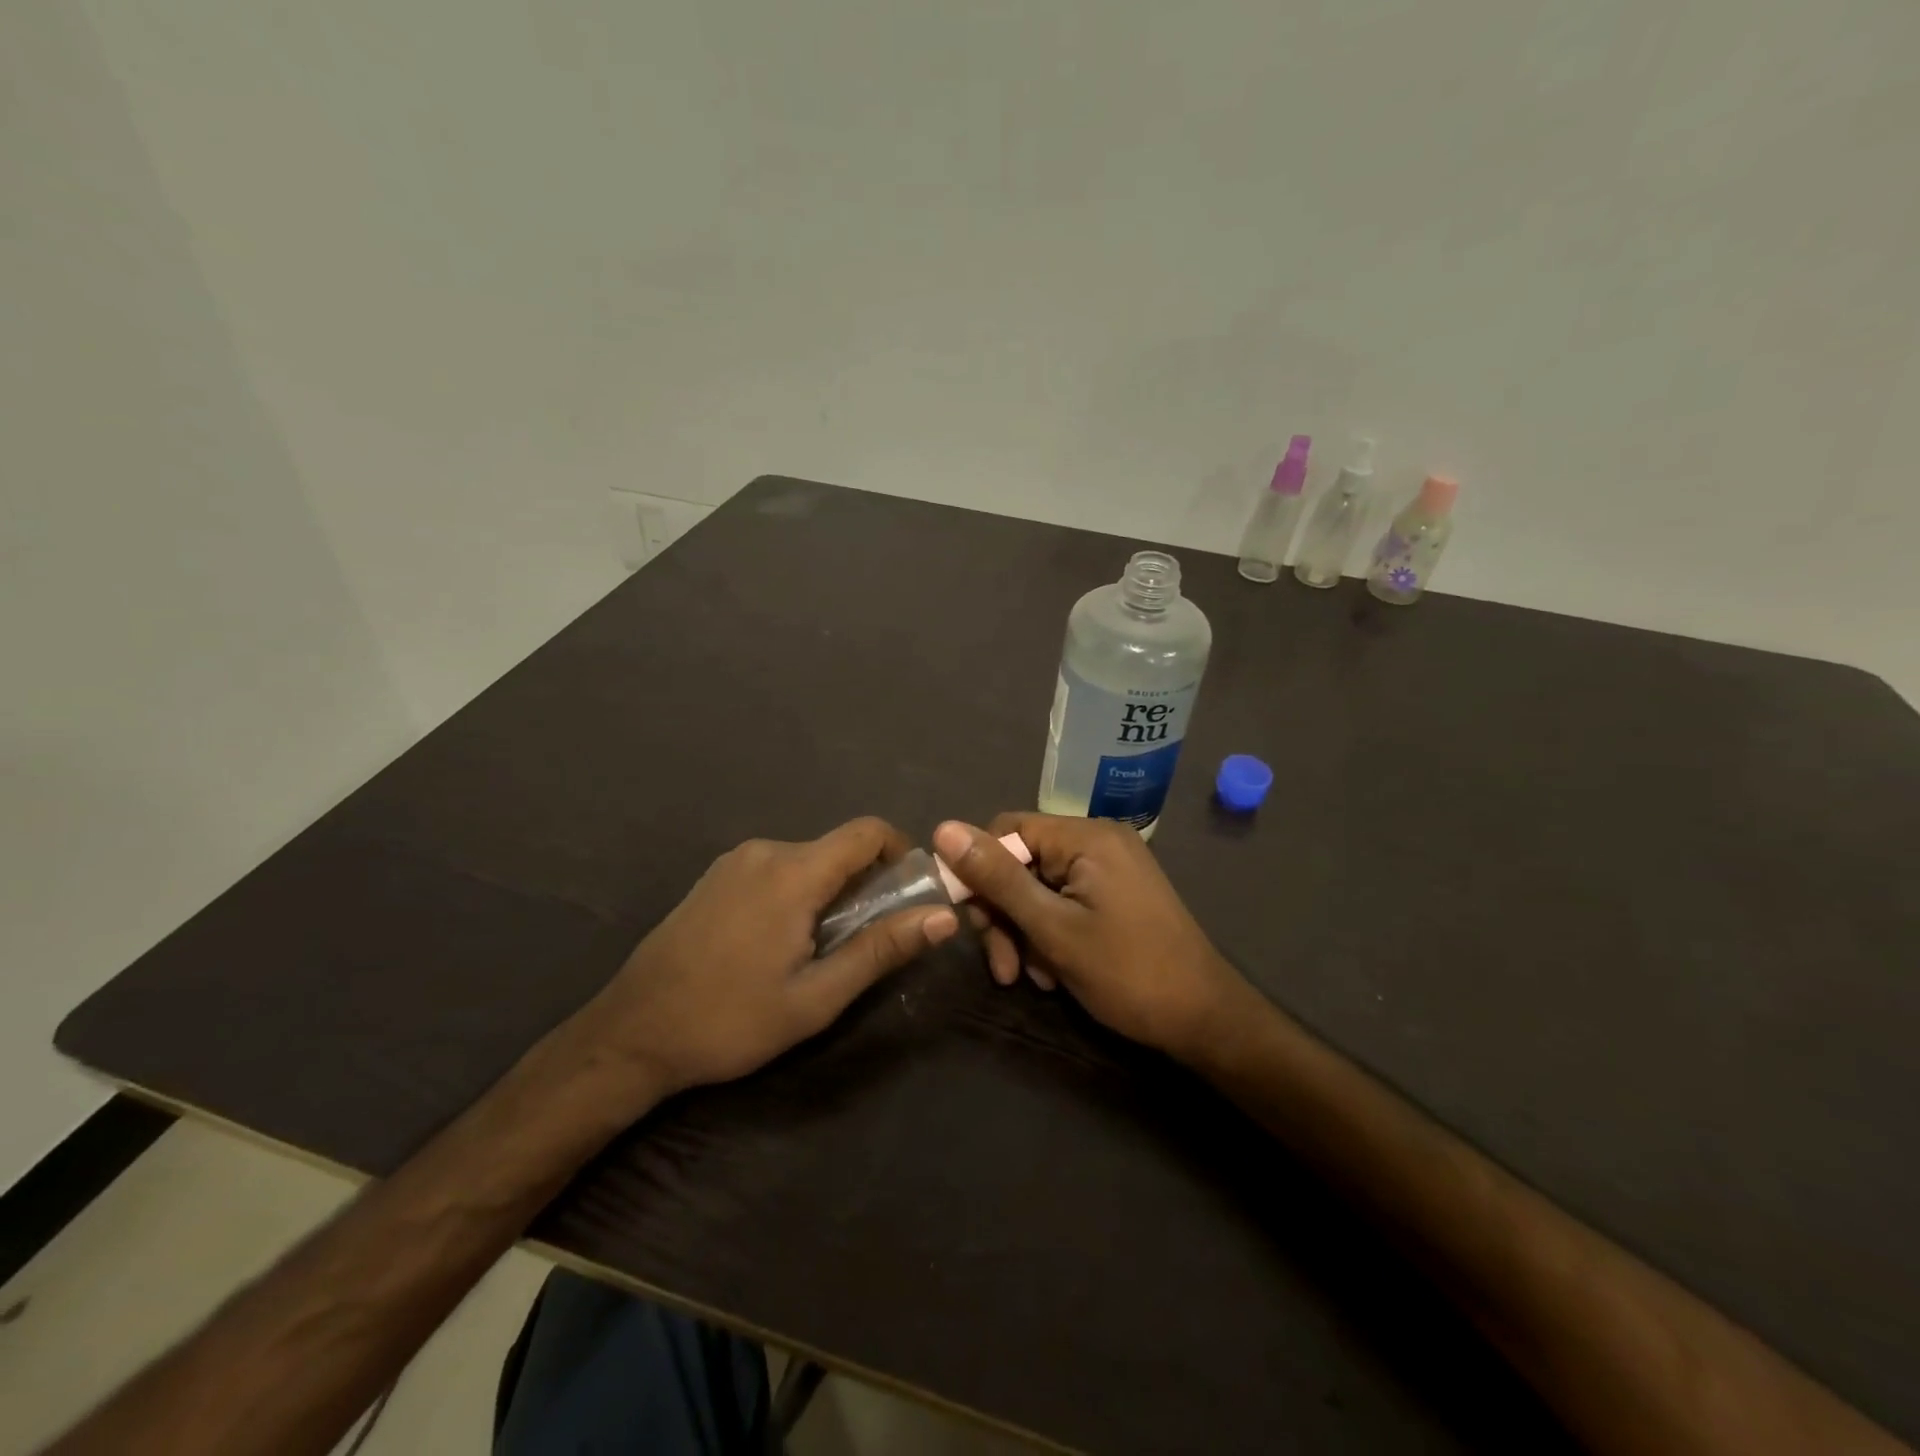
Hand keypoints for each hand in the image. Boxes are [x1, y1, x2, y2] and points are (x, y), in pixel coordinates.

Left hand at [580, 818, 957, 1096]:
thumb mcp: (816, 997)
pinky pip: (776, 869)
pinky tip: (779, 942)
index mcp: (793, 872)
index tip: (911, 893)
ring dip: (830, 891)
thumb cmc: (730, 1020)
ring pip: (807, 860)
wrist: (631, 1034)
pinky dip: (797, 892)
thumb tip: (943, 916)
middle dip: (866, 883)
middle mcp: (765, 851)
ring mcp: (734, 861)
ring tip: (821, 949)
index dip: (901, 852)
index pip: (867, 832)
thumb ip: (881, 950)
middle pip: (838, 848)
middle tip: (868, 939)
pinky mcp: (715, 877)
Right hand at [933, 816, 1256, 1064]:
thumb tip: (943, 829)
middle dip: (1004, 914)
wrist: (1204, 1019)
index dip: (979, 872)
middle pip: (1022, 862)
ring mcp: (1109, 868)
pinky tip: (1052, 973)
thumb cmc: (1127, 972)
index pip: (1007, 831)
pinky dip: (1050, 934)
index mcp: (1085, 836)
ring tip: (1031, 978)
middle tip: (1003, 967)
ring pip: (1039, 888)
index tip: (969, 921)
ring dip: (1025, 932)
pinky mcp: (1115, 893)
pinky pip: (1064, 901)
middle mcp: (1097, 840)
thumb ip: (998, 879)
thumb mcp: (1052, 928)